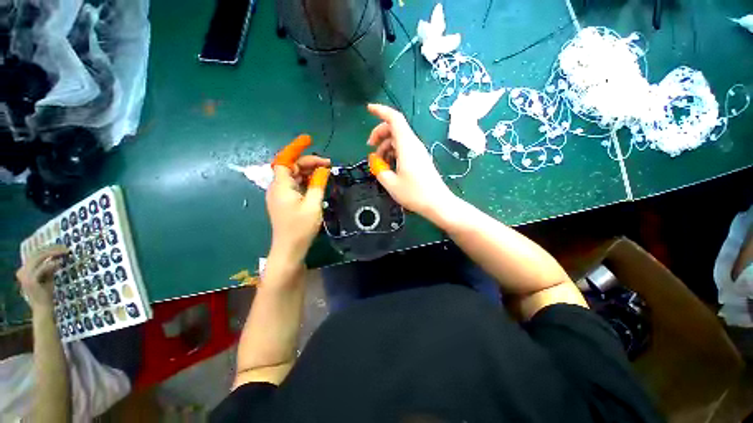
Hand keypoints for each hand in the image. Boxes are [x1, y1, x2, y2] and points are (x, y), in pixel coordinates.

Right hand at [16, 245, 66, 312]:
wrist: (43, 308)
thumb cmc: (46, 293)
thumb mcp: (47, 276)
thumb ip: (48, 267)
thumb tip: (57, 257)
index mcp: (24, 270)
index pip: (35, 253)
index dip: (48, 248)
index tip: (61, 246)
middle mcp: (22, 271)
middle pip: (37, 254)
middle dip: (52, 249)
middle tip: (65, 248)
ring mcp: (25, 276)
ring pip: (38, 258)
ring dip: (52, 253)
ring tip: (64, 252)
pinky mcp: (31, 281)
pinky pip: (41, 268)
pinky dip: (51, 264)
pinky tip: (59, 262)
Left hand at [267, 135, 330, 263]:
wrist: (289, 249)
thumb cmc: (301, 228)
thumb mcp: (313, 204)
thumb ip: (318, 184)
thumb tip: (323, 170)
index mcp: (282, 186)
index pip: (285, 160)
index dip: (295, 148)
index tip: (309, 140)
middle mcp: (278, 188)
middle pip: (291, 167)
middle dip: (309, 162)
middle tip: (328, 165)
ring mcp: (280, 195)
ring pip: (294, 176)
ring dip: (309, 172)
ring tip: (326, 173)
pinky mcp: (285, 202)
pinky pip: (295, 185)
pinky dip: (306, 181)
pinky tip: (317, 183)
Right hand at [366, 103, 456, 218]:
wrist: (437, 203)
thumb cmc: (414, 194)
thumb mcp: (391, 183)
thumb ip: (379, 169)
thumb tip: (375, 161)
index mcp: (406, 145)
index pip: (394, 119)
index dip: (381, 111)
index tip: (368, 110)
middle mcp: (413, 144)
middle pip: (395, 128)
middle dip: (379, 133)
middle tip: (369, 147)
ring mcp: (418, 151)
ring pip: (398, 139)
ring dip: (385, 146)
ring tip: (379, 162)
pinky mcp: (420, 159)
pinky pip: (404, 149)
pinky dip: (393, 152)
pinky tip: (389, 165)